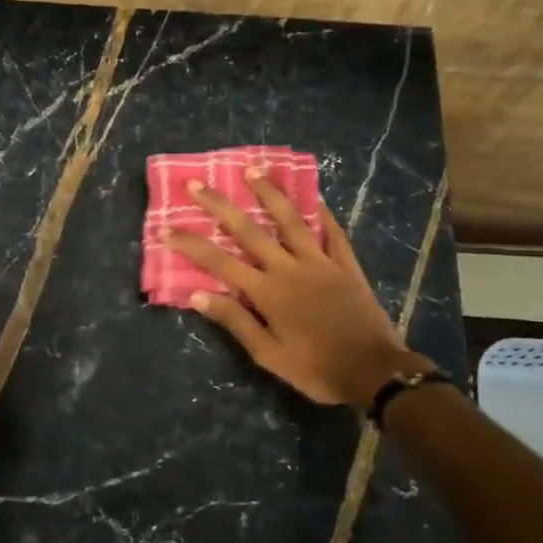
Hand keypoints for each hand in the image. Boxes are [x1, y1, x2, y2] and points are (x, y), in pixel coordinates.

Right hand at [167, 169, 426, 407]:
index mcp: (267, 292)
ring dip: (269, 193)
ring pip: (290, 220)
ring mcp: (320, 262)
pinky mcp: (346, 265)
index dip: (191, 244)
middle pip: (249, 230)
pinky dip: (322, 213)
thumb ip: (235, 322)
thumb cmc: (316, 369)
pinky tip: (313, 196)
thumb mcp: (269, 355)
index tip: (167, 229)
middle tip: (198, 183)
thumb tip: (197, 295)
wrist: (375, 373)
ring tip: (252, 170)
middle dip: (219, 205)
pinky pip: (332, 232)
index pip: (219, 262)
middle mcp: (289, 268)